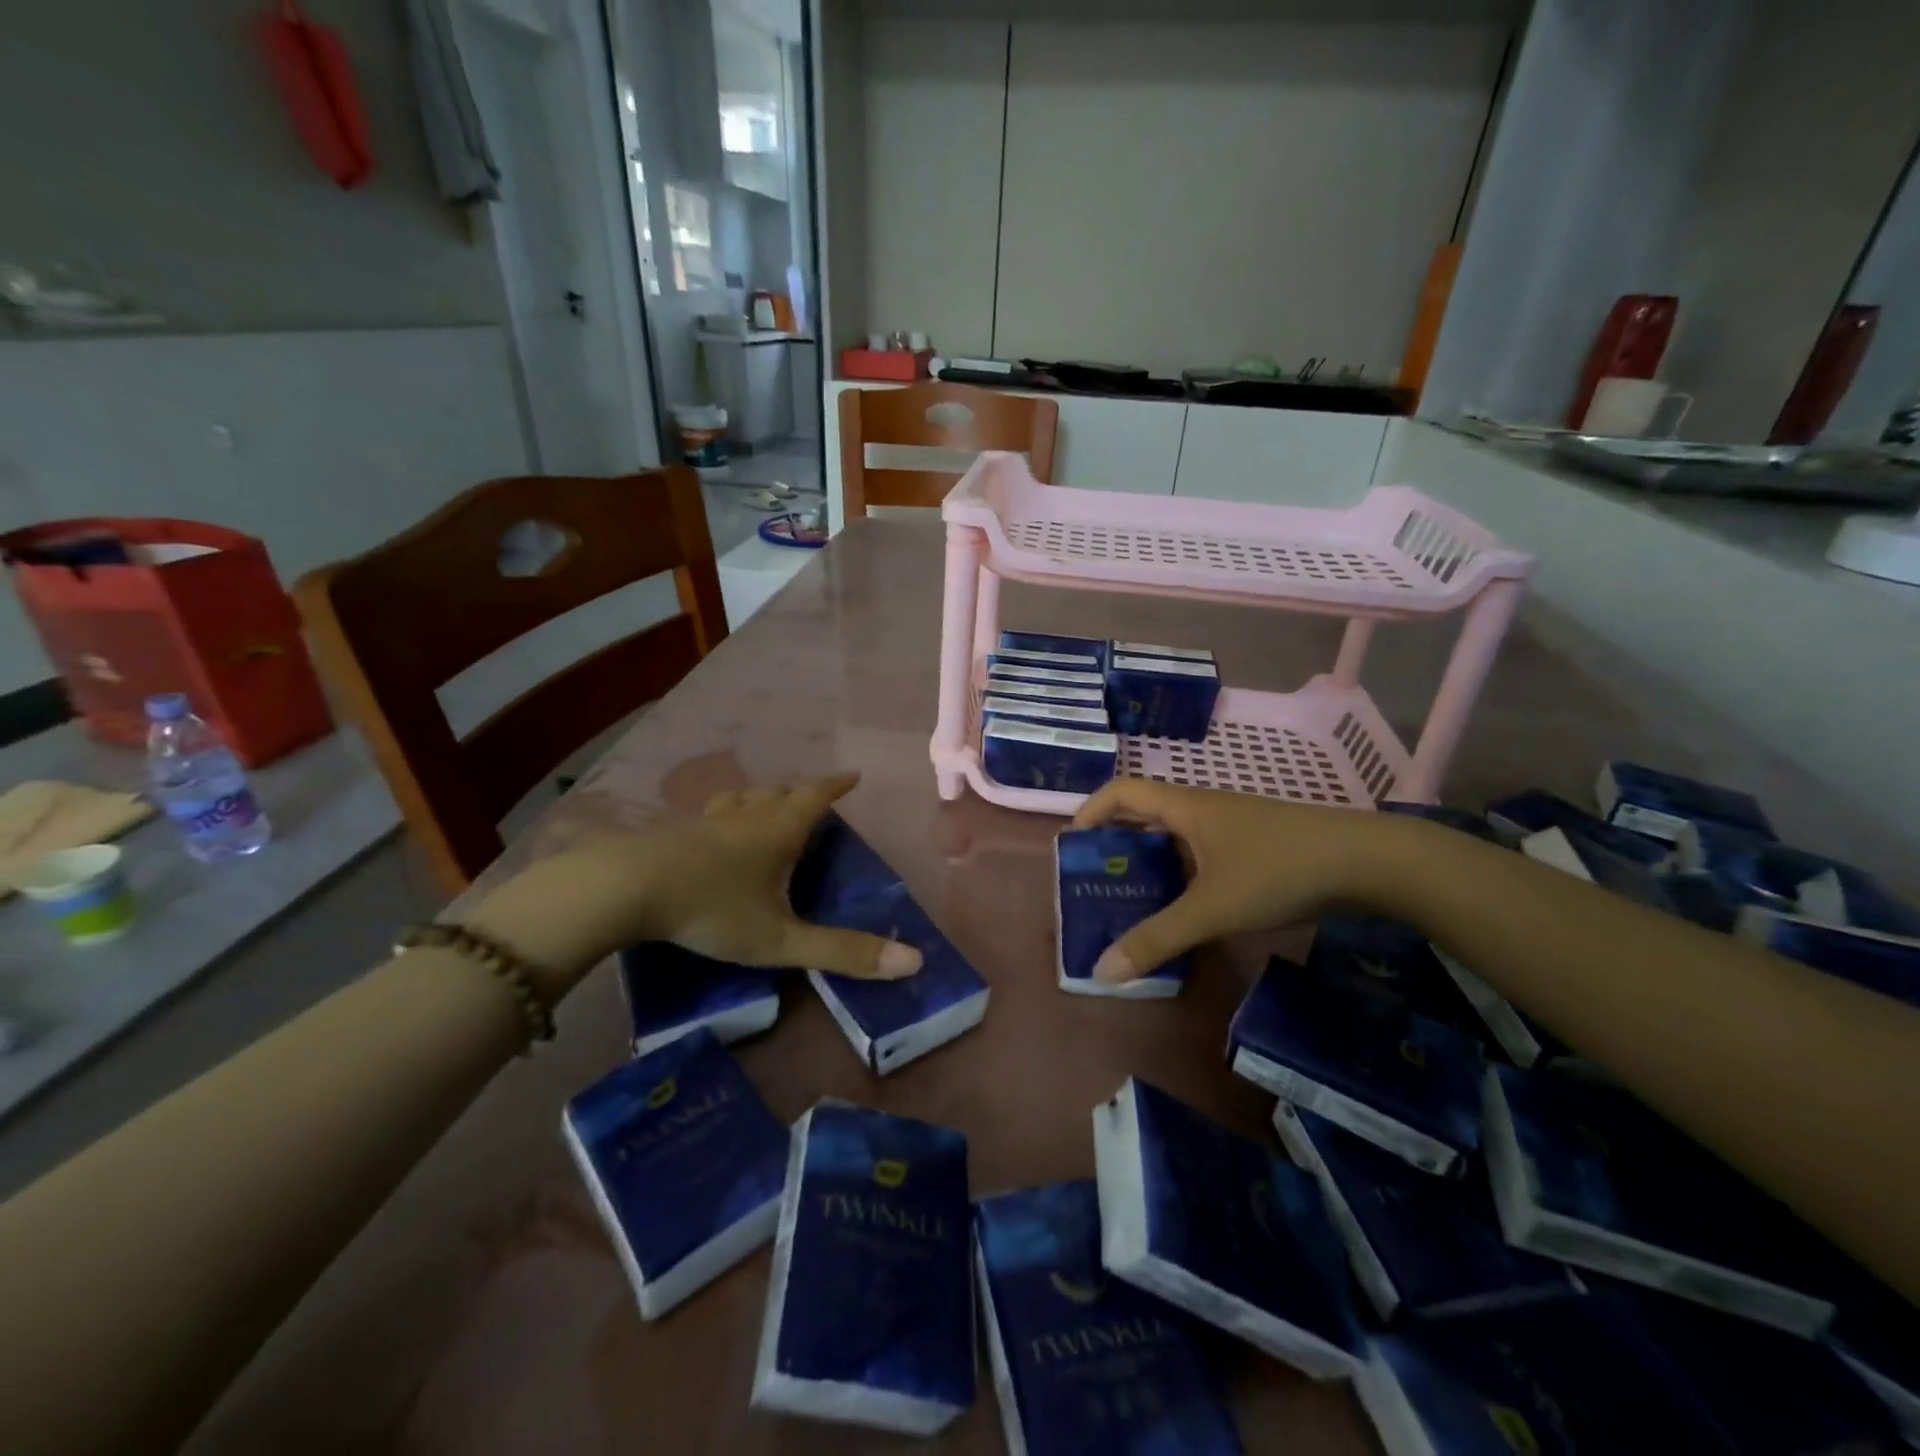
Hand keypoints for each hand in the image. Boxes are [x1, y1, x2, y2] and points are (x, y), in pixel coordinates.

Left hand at [463, 772, 921, 998]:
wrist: (625, 889)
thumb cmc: (712, 908)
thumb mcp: (781, 939)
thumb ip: (842, 952)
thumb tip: (913, 962)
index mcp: (779, 829)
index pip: (817, 796)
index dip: (837, 786)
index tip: (853, 776)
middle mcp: (747, 815)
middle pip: (780, 792)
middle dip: (801, 793)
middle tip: (813, 800)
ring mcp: (707, 820)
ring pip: (743, 798)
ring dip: (762, 798)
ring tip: (766, 807)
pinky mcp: (674, 832)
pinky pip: (711, 814)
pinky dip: (726, 815)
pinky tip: (712, 833)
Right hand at [1069, 778, 1413, 987]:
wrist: (1366, 862)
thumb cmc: (1277, 870)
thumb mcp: (1211, 909)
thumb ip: (1156, 939)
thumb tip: (1102, 971)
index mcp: (1184, 807)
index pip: (1121, 791)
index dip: (1090, 810)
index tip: (1073, 845)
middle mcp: (1203, 808)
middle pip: (1145, 813)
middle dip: (1116, 842)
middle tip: (1098, 880)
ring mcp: (1232, 826)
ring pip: (1175, 836)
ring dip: (1150, 860)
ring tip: (1133, 899)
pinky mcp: (1255, 846)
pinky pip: (1201, 852)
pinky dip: (1181, 873)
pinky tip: (1186, 908)